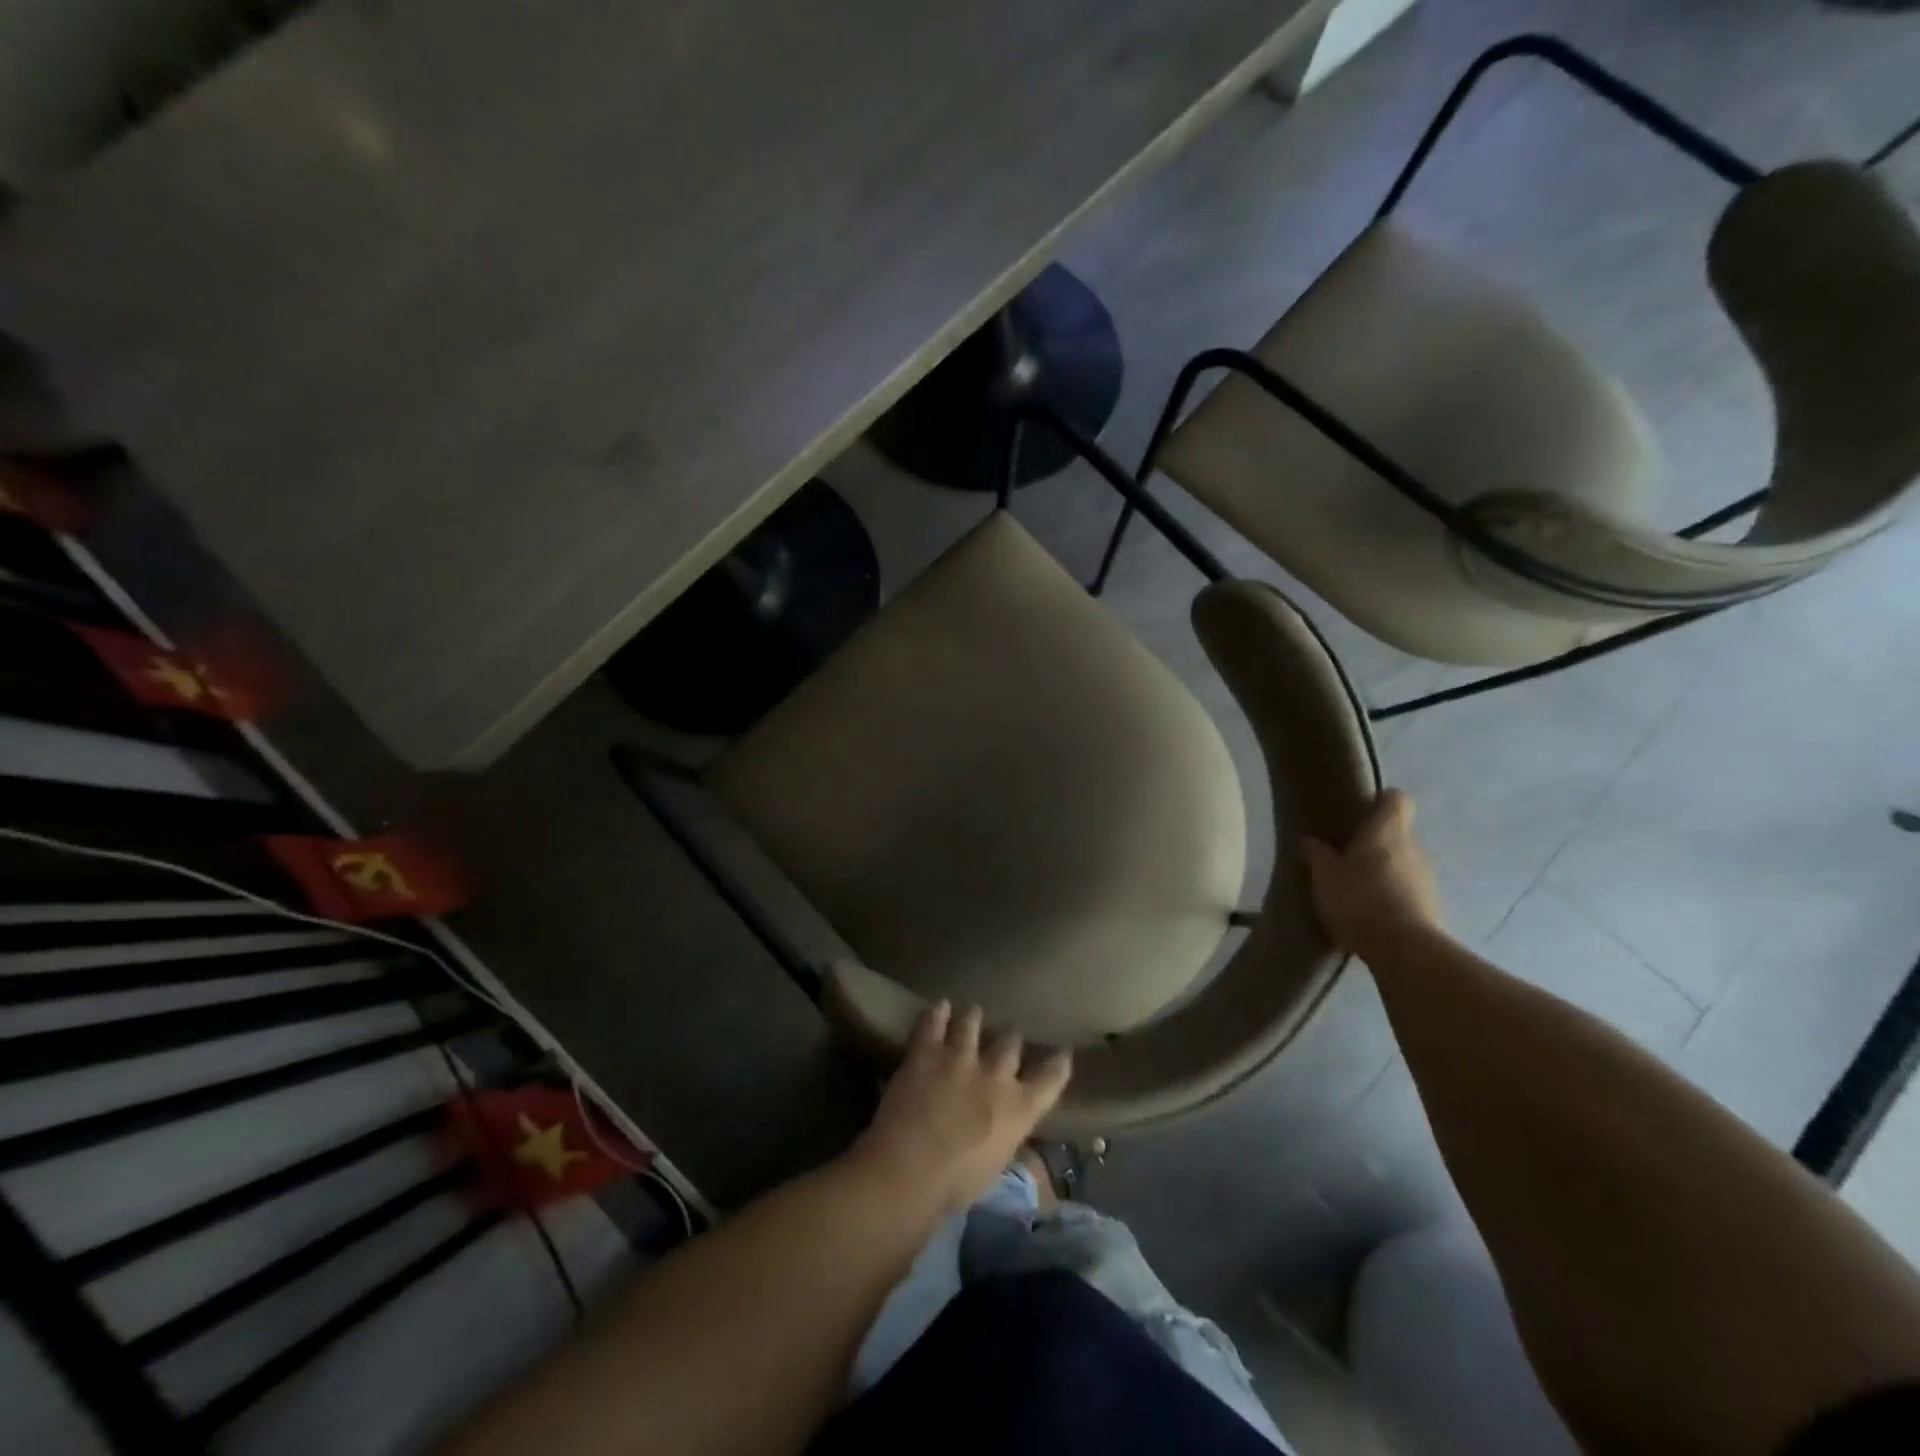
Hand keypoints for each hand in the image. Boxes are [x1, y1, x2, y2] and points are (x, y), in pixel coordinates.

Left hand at [848, 1002, 1071, 1214]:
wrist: (911, 1168)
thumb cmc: (956, 1185)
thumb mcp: (996, 1166)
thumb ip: (1007, 1138)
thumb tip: (1009, 1130)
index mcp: (1019, 1109)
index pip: (1051, 1079)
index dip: (1058, 1064)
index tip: (1063, 1052)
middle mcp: (996, 1075)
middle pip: (1010, 1043)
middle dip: (1010, 1038)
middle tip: (1008, 1033)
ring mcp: (961, 1057)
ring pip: (972, 1024)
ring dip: (974, 1018)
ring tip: (973, 1012)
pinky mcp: (927, 1051)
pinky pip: (934, 1022)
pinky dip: (938, 1013)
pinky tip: (940, 1006)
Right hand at [1302, 789, 1444, 955]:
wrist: (1404, 950)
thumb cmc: (1359, 899)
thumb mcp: (1324, 876)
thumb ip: (1316, 855)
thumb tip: (1307, 840)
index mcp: (1387, 832)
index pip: (1397, 800)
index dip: (1382, 801)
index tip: (1362, 810)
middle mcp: (1413, 849)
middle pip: (1397, 834)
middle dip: (1375, 843)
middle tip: (1346, 856)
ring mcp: (1427, 879)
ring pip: (1403, 864)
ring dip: (1384, 872)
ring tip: (1356, 890)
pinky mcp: (1432, 908)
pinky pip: (1409, 892)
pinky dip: (1393, 897)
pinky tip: (1371, 914)